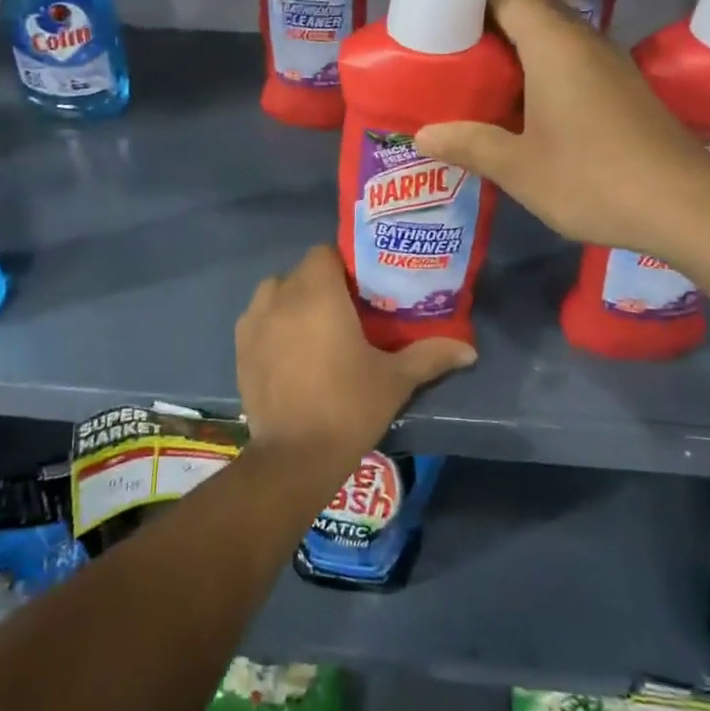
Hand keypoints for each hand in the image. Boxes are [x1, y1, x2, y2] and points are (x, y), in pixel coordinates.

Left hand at [235, 245, 475, 470]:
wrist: (295, 457)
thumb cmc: (348, 406)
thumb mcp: (395, 379)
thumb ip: (431, 356)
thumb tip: (470, 350)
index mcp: (318, 293)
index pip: (325, 253)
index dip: (344, 265)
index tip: (361, 289)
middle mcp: (280, 297)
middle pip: (301, 272)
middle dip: (321, 284)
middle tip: (346, 312)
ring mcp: (254, 322)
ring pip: (274, 292)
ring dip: (292, 300)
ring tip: (315, 329)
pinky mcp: (239, 347)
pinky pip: (257, 318)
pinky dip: (272, 324)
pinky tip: (289, 351)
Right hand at [416, 0, 709, 260]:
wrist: (687, 206)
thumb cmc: (593, 178)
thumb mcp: (518, 167)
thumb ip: (469, 144)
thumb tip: (423, 135)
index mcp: (554, 45)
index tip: (438, 18)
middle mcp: (584, 41)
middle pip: (530, 12)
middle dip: (488, 26)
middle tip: (450, 53)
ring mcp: (610, 65)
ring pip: (553, 38)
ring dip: (517, 50)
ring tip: (478, 79)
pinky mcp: (624, 89)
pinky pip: (572, 62)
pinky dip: (541, 71)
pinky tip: (523, 107)